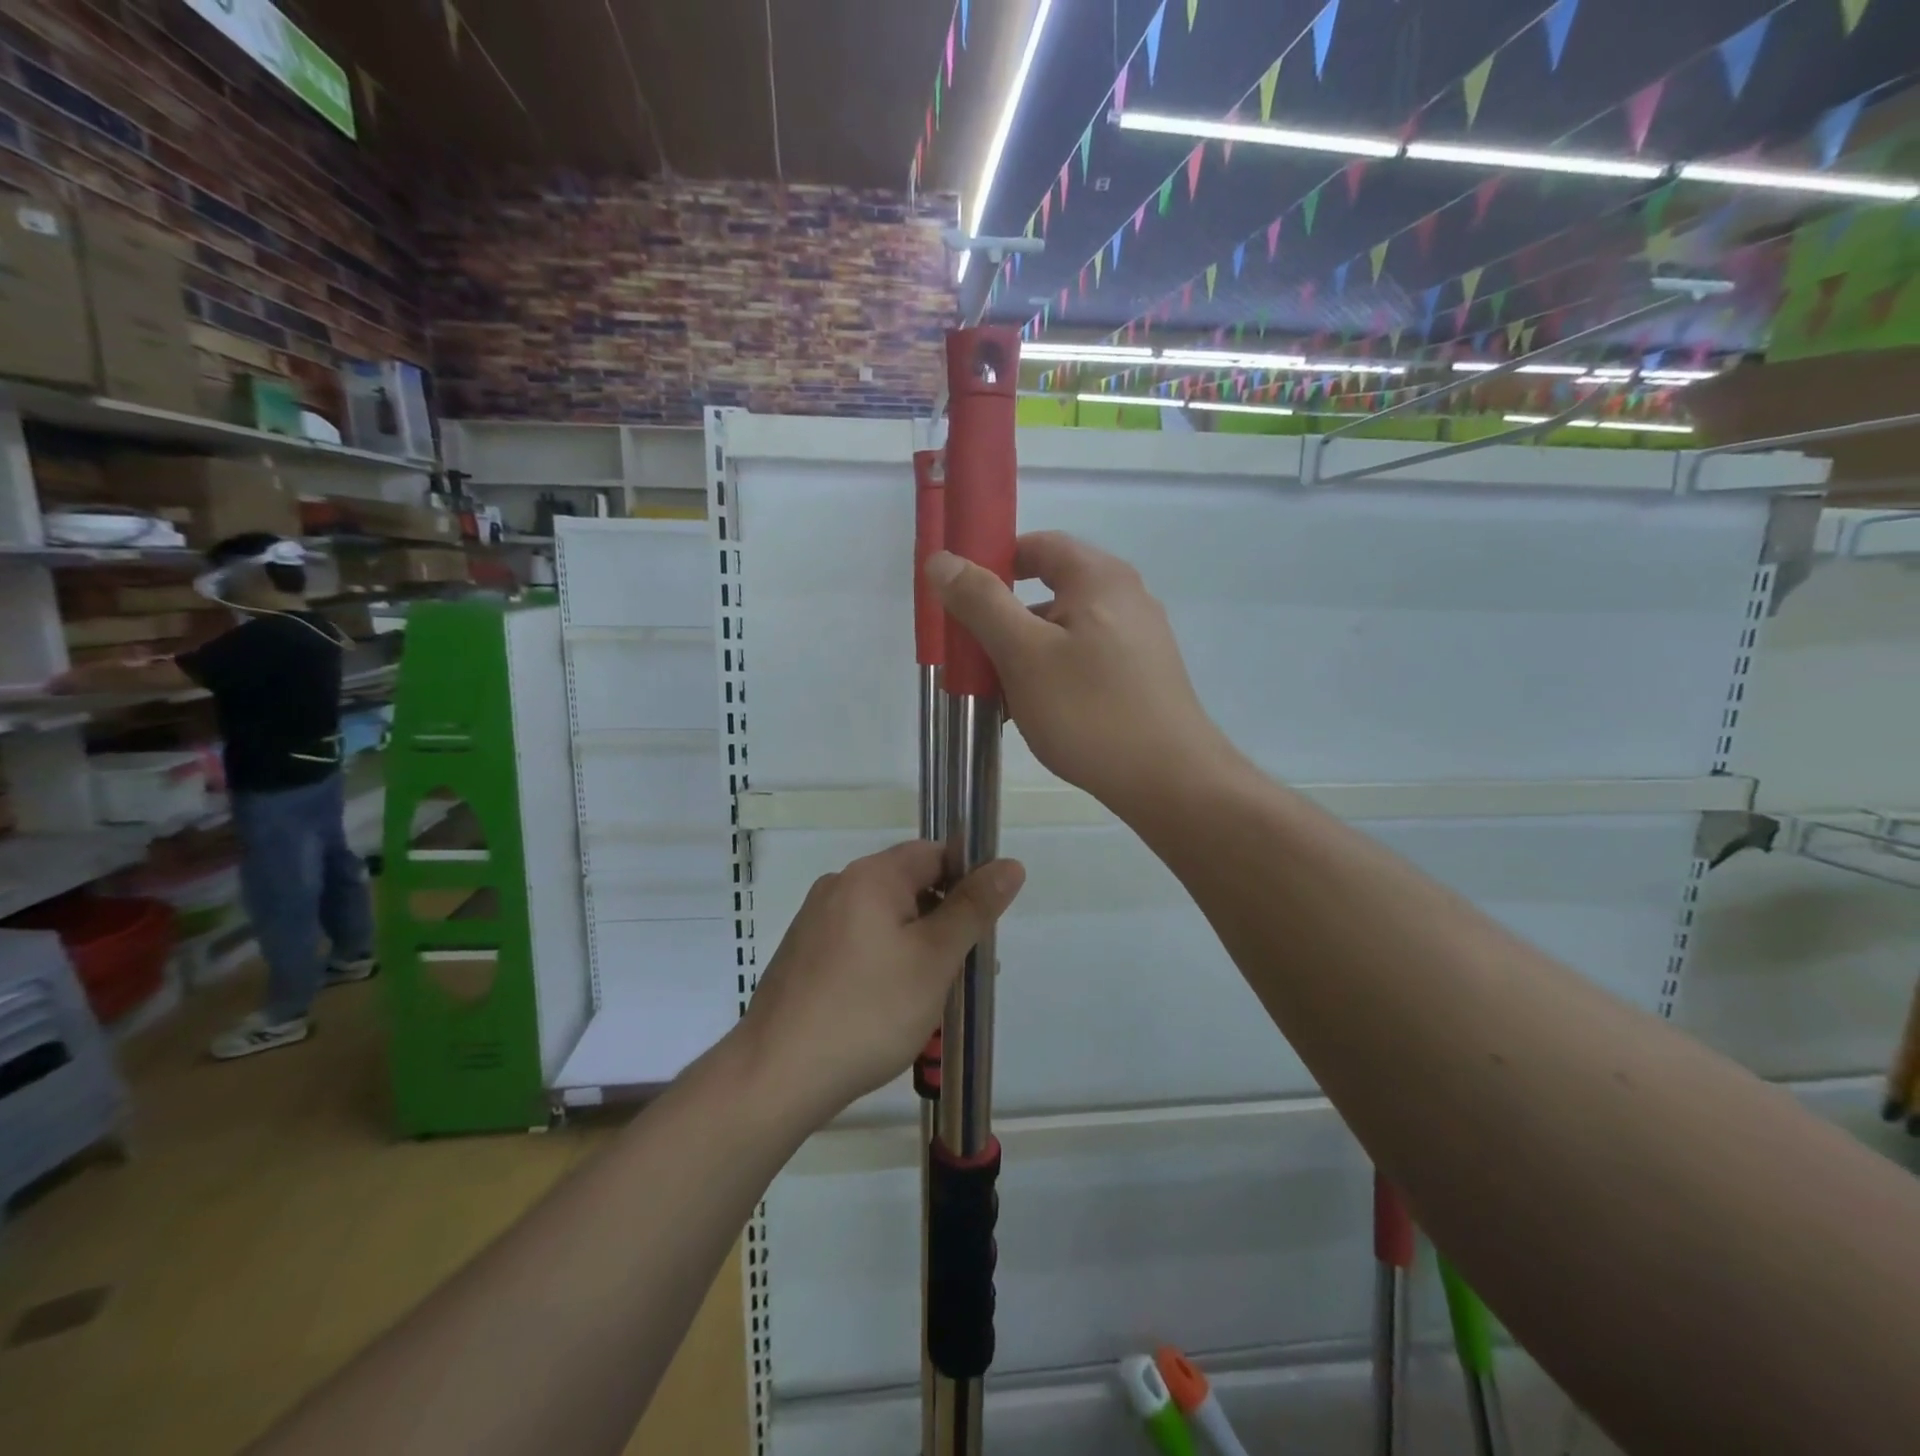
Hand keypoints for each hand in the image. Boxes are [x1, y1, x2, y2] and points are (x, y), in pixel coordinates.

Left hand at [739, 841, 1024, 1118]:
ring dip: (916, 945)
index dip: (966, 881)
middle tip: (963, 970)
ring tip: (929, 996)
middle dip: (943, 920)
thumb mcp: (934, 958)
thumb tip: (1010, 864)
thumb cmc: (868, 1011)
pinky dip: (884, 961)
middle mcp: (838, 886)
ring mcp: (815, 921)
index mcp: (870, 876)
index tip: (982, 927)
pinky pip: (858, 942)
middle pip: (909, 885)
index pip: (934, 853)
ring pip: (884, 918)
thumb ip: (973, 907)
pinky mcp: (803, 955)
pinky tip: (889, 1006)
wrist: (777, 1075)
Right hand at [928, 532, 1231, 820]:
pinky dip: (1050, 675)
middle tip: (970, 656)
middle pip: (1048, 591)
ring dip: (1022, 655)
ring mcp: (1136, 640)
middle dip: (1001, 620)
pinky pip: (1082, 661)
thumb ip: (982, 602)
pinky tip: (1030, 712)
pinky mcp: (1140, 677)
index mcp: (1099, 578)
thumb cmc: (1090, 711)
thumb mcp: (1024, 654)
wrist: (1170, 782)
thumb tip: (943, 559)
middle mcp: (1124, 598)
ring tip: (994, 696)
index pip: (1037, 545)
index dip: (992, 562)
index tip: (959, 600)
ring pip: (1062, 632)